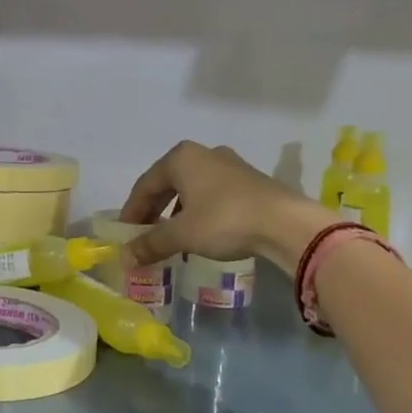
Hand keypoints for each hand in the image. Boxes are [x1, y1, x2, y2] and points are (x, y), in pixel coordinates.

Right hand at [119, 141, 334, 270]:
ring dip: (176, 212)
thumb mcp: (181, 234)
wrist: (286, 223)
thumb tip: (125, 258)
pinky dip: (199, 212)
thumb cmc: (224, 220)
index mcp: (181, 158)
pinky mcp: (250, 181)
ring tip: (171, 236)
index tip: (125, 233)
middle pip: (167, 183)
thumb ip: (150, 243)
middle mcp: (204, 154)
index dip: (132, 211)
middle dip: (153, 210)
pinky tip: (201, 233)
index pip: (145, 185)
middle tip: (144, 234)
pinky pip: (212, 194)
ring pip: (191, 189)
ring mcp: (230, 165)